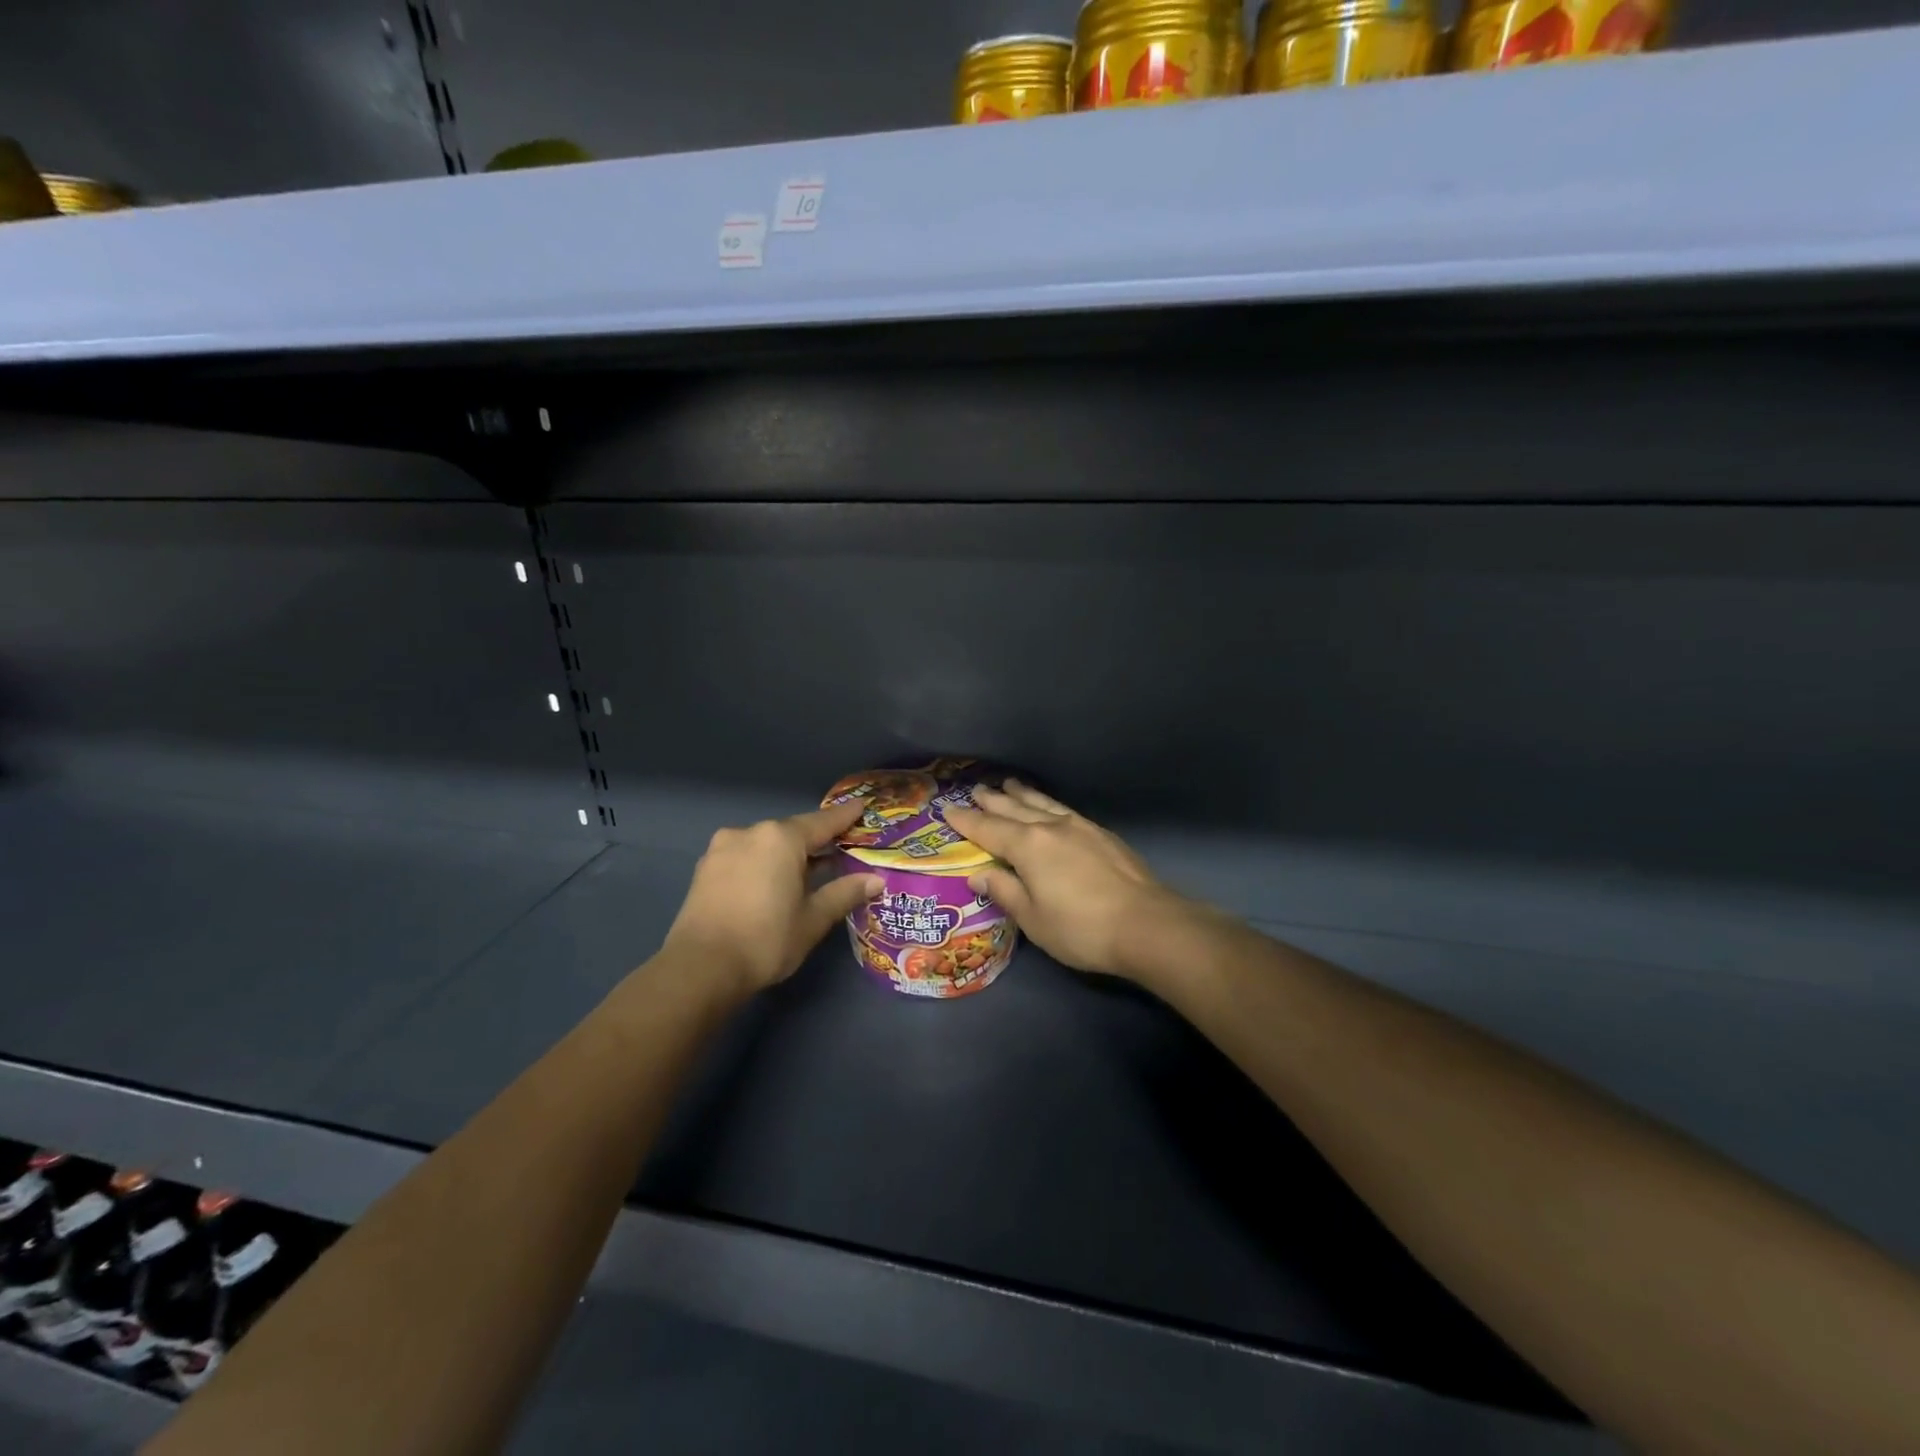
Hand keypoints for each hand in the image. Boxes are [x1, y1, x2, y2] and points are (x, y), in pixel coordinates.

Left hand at [660, 802, 881, 996]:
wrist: (699, 969)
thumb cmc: (765, 940)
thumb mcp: (812, 919)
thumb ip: (844, 893)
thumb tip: (875, 879)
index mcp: (781, 838)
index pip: (823, 822)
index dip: (845, 816)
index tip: (861, 806)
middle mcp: (751, 833)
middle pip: (792, 831)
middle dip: (816, 840)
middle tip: (840, 849)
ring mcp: (723, 848)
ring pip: (766, 844)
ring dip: (787, 854)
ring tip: (807, 870)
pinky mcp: (705, 868)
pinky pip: (745, 856)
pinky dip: (763, 863)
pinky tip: (773, 882)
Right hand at [946, 781, 1196, 980]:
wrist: (1146, 924)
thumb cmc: (1081, 928)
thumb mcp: (1033, 919)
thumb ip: (1004, 891)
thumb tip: (978, 874)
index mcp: (1028, 846)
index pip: (988, 829)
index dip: (966, 820)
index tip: (947, 808)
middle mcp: (1051, 827)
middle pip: (1015, 808)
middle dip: (993, 800)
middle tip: (976, 788)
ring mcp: (1080, 827)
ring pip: (1043, 803)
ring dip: (1023, 793)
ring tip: (1010, 783)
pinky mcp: (1102, 835)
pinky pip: (1064, 810)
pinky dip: (1049, 803)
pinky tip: (1051, 807)